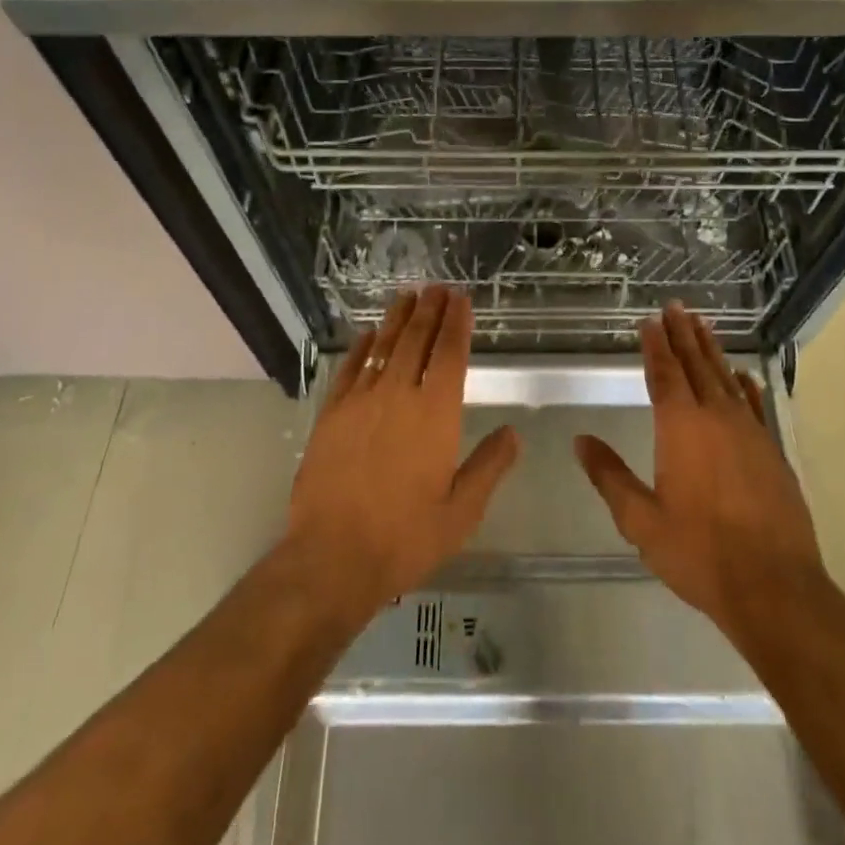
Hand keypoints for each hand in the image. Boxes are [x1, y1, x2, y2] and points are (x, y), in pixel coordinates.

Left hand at [286, 286, 520, 622]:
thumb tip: (513, 433)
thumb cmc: (405, 537)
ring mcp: (360, 401)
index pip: (450, 354)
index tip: (461, 300)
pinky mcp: (331, 414)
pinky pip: (349, 369)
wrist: (332, 557)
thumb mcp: (461, 511)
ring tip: (408, 296)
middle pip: (416, 339)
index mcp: (435, 414)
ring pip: (383, 346)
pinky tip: (367, 336)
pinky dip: (360, 348)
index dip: (457, 323)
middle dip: (430, 310)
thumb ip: (489, 466)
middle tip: (437, 287)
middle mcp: (399, 395)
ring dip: (397, 319)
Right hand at [576, 302, 829, 646]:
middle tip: (676, 306)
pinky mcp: (772, 451)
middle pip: (697, 365)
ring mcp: (749, 432)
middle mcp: (716, 417)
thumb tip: (580, 441)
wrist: (775, 587)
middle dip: (683, 334)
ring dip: (712, 350)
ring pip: (726, 378)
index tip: (650, 320)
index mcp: (681, 427)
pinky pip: (755, 405)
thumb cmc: (699, 552)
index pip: (665, 373)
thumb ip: (610, 476)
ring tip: (703, 325)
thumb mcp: (641, 520)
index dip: (656, 345)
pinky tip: (742, 375)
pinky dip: (745, 385)